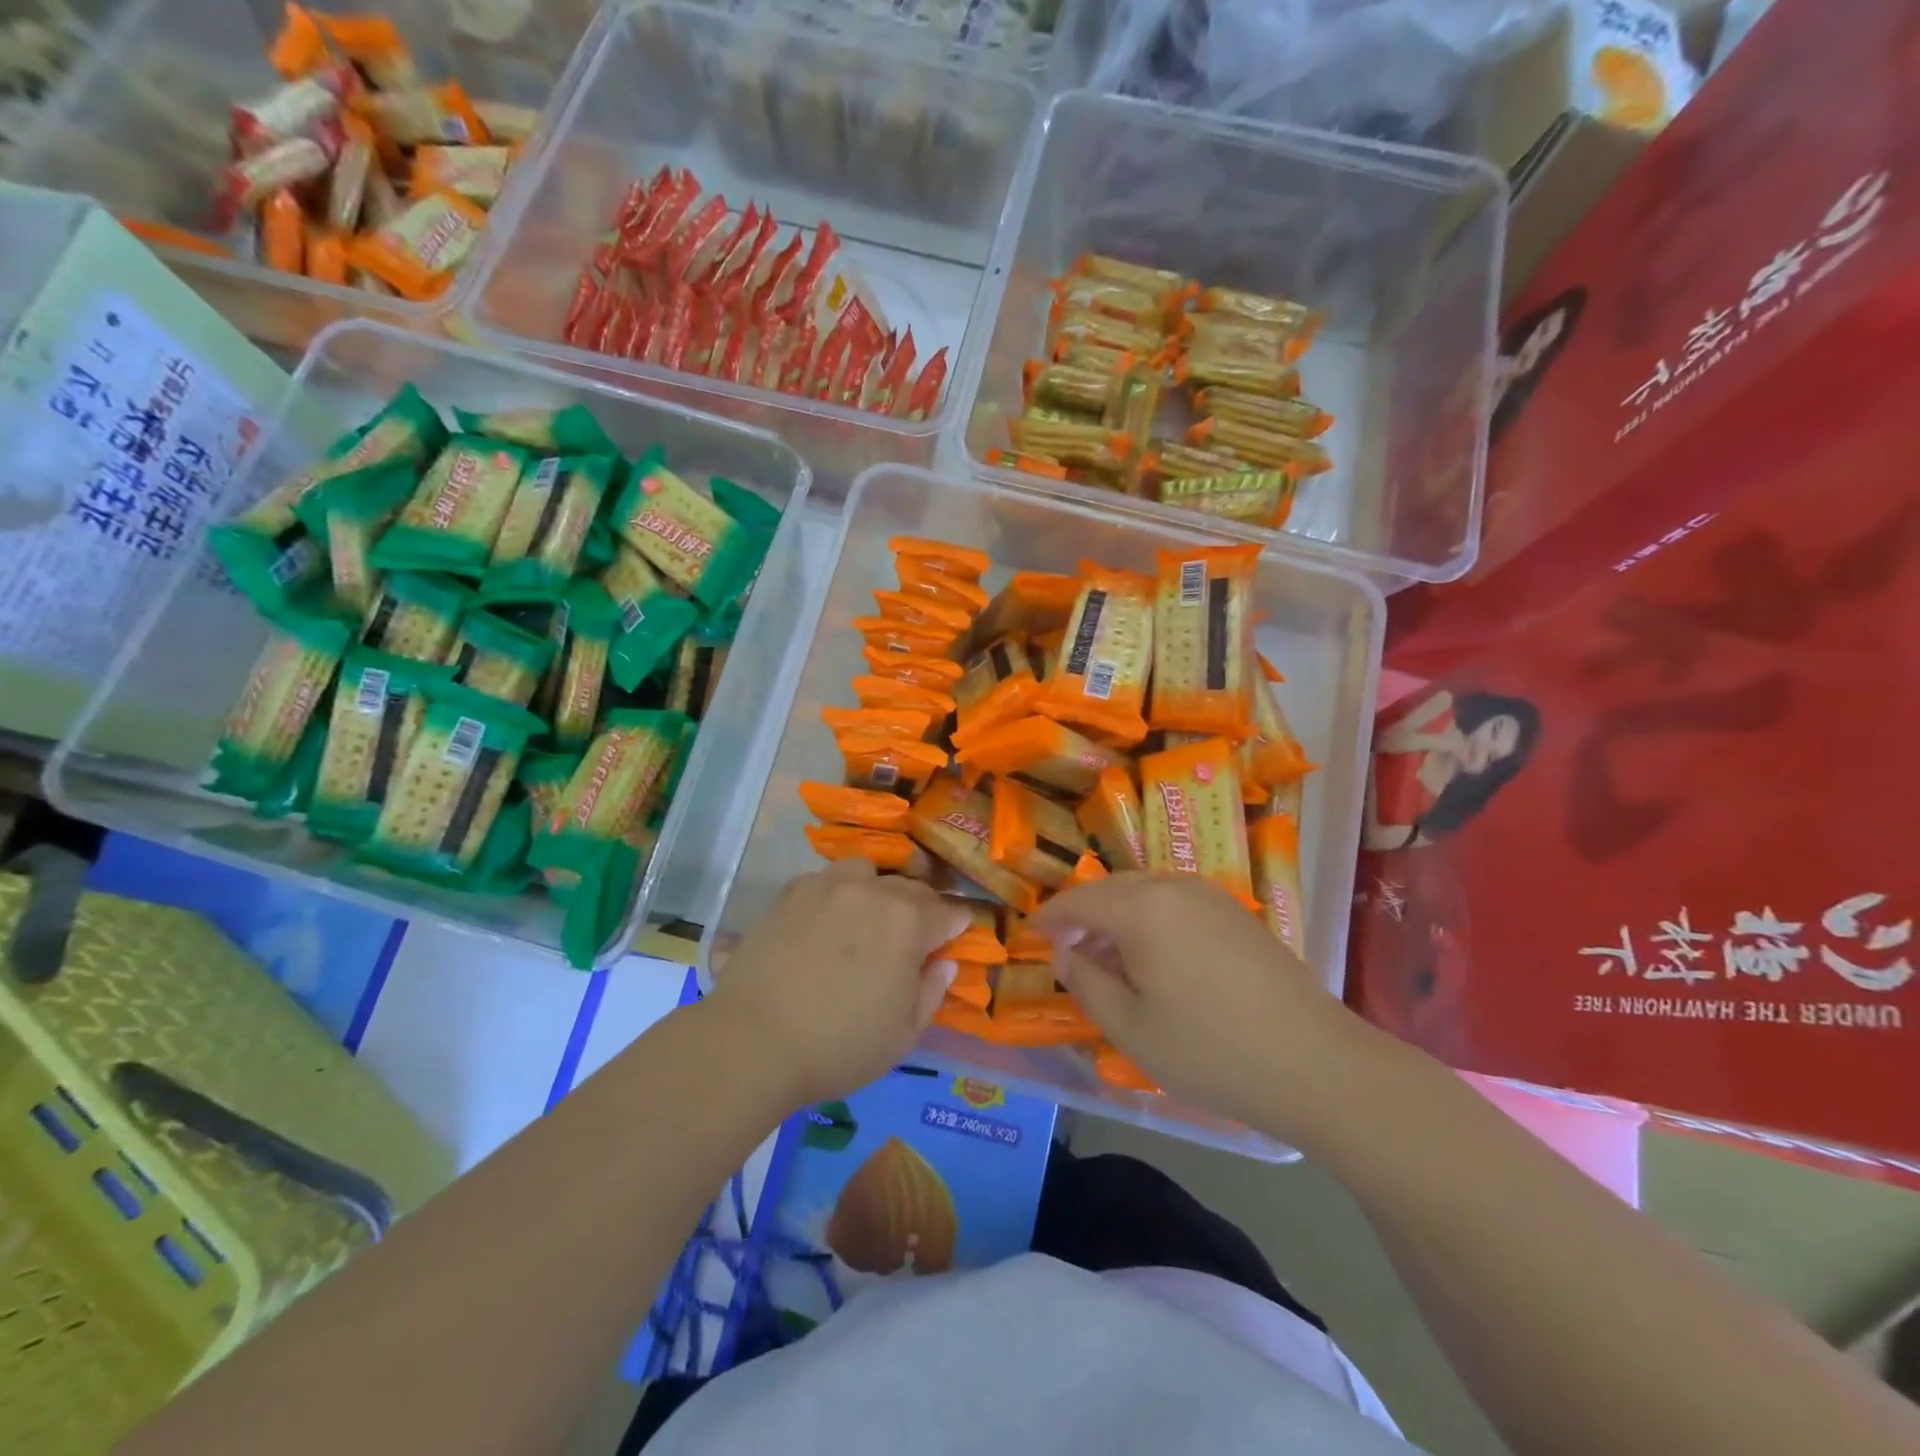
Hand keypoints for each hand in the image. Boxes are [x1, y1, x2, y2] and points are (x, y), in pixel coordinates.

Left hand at [708, 860, 968, 1105]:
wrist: (755, 1040)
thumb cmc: (840, 1045)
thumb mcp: (903, 1034)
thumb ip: (932, 991)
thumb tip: (944, 963)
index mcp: (909, 922)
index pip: (948, 911)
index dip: (957, 924)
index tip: (955, 936)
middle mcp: (873, 891)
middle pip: (910, 889)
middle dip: (920, 909)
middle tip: (912, 938)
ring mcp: (829, 885)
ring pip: (866, 873)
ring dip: (876, 891)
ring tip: (865, 920)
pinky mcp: (791, 892)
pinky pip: (826, 881)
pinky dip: (835, 895)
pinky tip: (824, 923)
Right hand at [1031, 874, 1375, 1137]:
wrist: (1316, 1064)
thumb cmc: (1211, 1051)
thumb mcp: (1130, 1028)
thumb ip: (1085, 982)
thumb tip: (1063, 952)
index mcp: (1142, 908)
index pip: (1079, 901)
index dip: (1049, 917)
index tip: (1029, 934)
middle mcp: (1174, 886)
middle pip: (1111, 889)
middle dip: (1082, 915)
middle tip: (1065, 951)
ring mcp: (1211, 896)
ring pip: (1144, 892)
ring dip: (1116, 917)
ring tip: (1107, 959)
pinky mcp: (1236, 913)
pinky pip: (1175, 902)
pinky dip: (1149, 920)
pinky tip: (1154, 959)